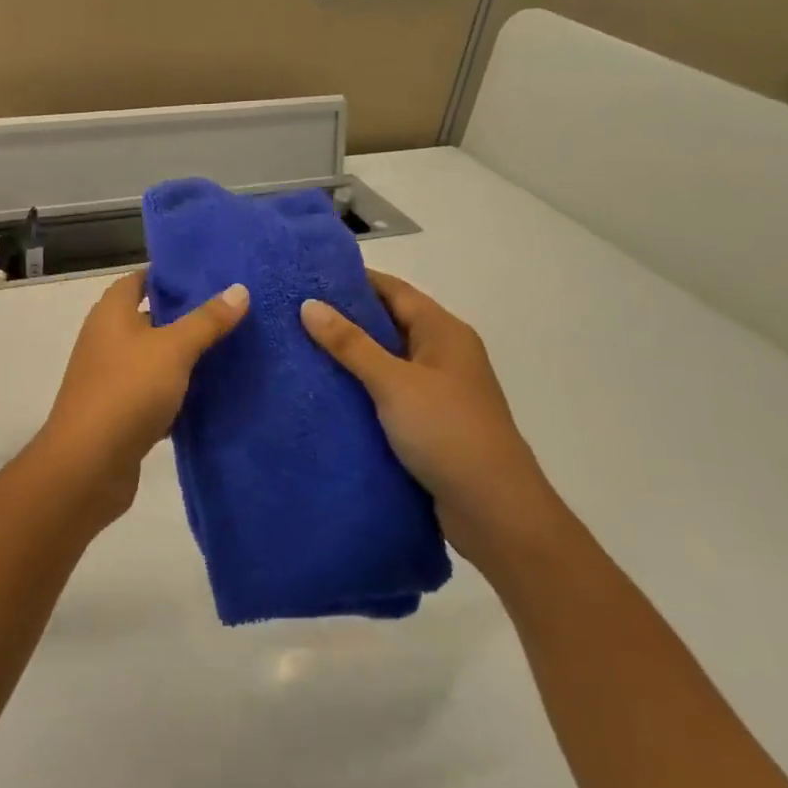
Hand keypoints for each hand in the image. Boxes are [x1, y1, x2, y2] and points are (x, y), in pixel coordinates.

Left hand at [33, 270, 248, 520]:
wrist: (88, 463)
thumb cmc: (127, 390)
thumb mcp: (173, 349)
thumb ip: (206, 320)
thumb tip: (239, 289)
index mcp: (111, 313)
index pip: (141, 280)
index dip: (172, 277)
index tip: (212, 277)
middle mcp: (107, 339)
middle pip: (151, 319)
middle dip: (187, 317)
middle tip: (234, 312)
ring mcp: (111, 377)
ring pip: (155, 359)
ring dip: (186, 358)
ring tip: (234, 350)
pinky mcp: (120, 412)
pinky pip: (154, 393)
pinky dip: (179, 394)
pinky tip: (213, 396)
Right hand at [300, 270, 564, 571]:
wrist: (495, 512)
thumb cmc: (447, 433)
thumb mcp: (394, 383)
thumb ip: (350, 344)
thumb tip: (309, 304)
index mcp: (444, 332)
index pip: (394, 290)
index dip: (353, 279)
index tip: (307, 275)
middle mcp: (443, 354)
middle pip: (389, 322)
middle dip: (345, 316)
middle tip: (293, 311)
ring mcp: (437, 390)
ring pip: (385, 359)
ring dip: (349, 354)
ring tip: (298, 347)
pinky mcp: (428, 422)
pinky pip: (387, 391)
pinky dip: (359, 386)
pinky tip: (324, 391)